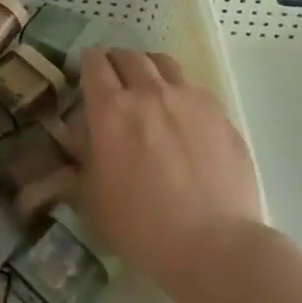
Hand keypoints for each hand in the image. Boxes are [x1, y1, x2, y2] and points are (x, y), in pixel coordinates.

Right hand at [78, 48, 263, 290]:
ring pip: (163, 63)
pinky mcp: (220, 114)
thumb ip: (84, 155)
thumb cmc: (141, 226)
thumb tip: (81, 135)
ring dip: (149, 69)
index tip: (85, 75)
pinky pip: (193, 87)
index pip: (94, 63)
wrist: (214, 246)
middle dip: (116, 62)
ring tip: (149, 88)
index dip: (87, 64)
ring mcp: (189, 99)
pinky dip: (180, 91)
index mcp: (111, 109)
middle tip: (114, 81)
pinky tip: (182, 115)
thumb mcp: (92, 195)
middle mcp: (148, 92)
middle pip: (128, 56)